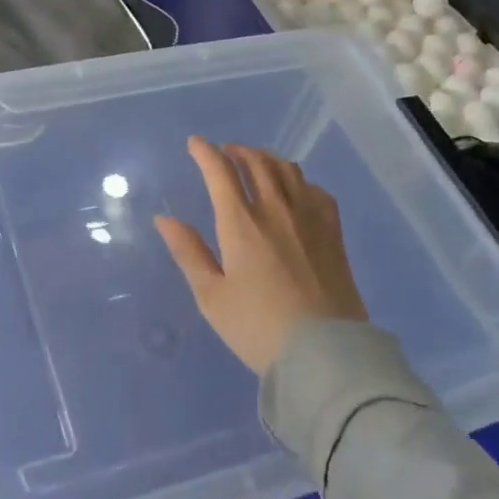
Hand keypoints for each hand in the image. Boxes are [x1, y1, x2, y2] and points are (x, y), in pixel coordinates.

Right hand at [155, 138, 366, 375]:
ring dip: (266, 159)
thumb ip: (188, 252)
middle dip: (237, 151)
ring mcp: (309, 218)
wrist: (325, 354)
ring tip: (256, 163)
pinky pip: (316, 190)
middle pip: (256, 162)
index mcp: (241, 223)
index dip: (205, 152)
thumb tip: (164, 218)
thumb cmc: (258, 327)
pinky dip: (299, 180)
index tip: (195, 143)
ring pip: (287, 170)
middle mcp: (276, 209)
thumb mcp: (211, 296)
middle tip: (225, 153)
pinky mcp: (333, 233)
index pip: (220, 172)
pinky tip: (295, 190)